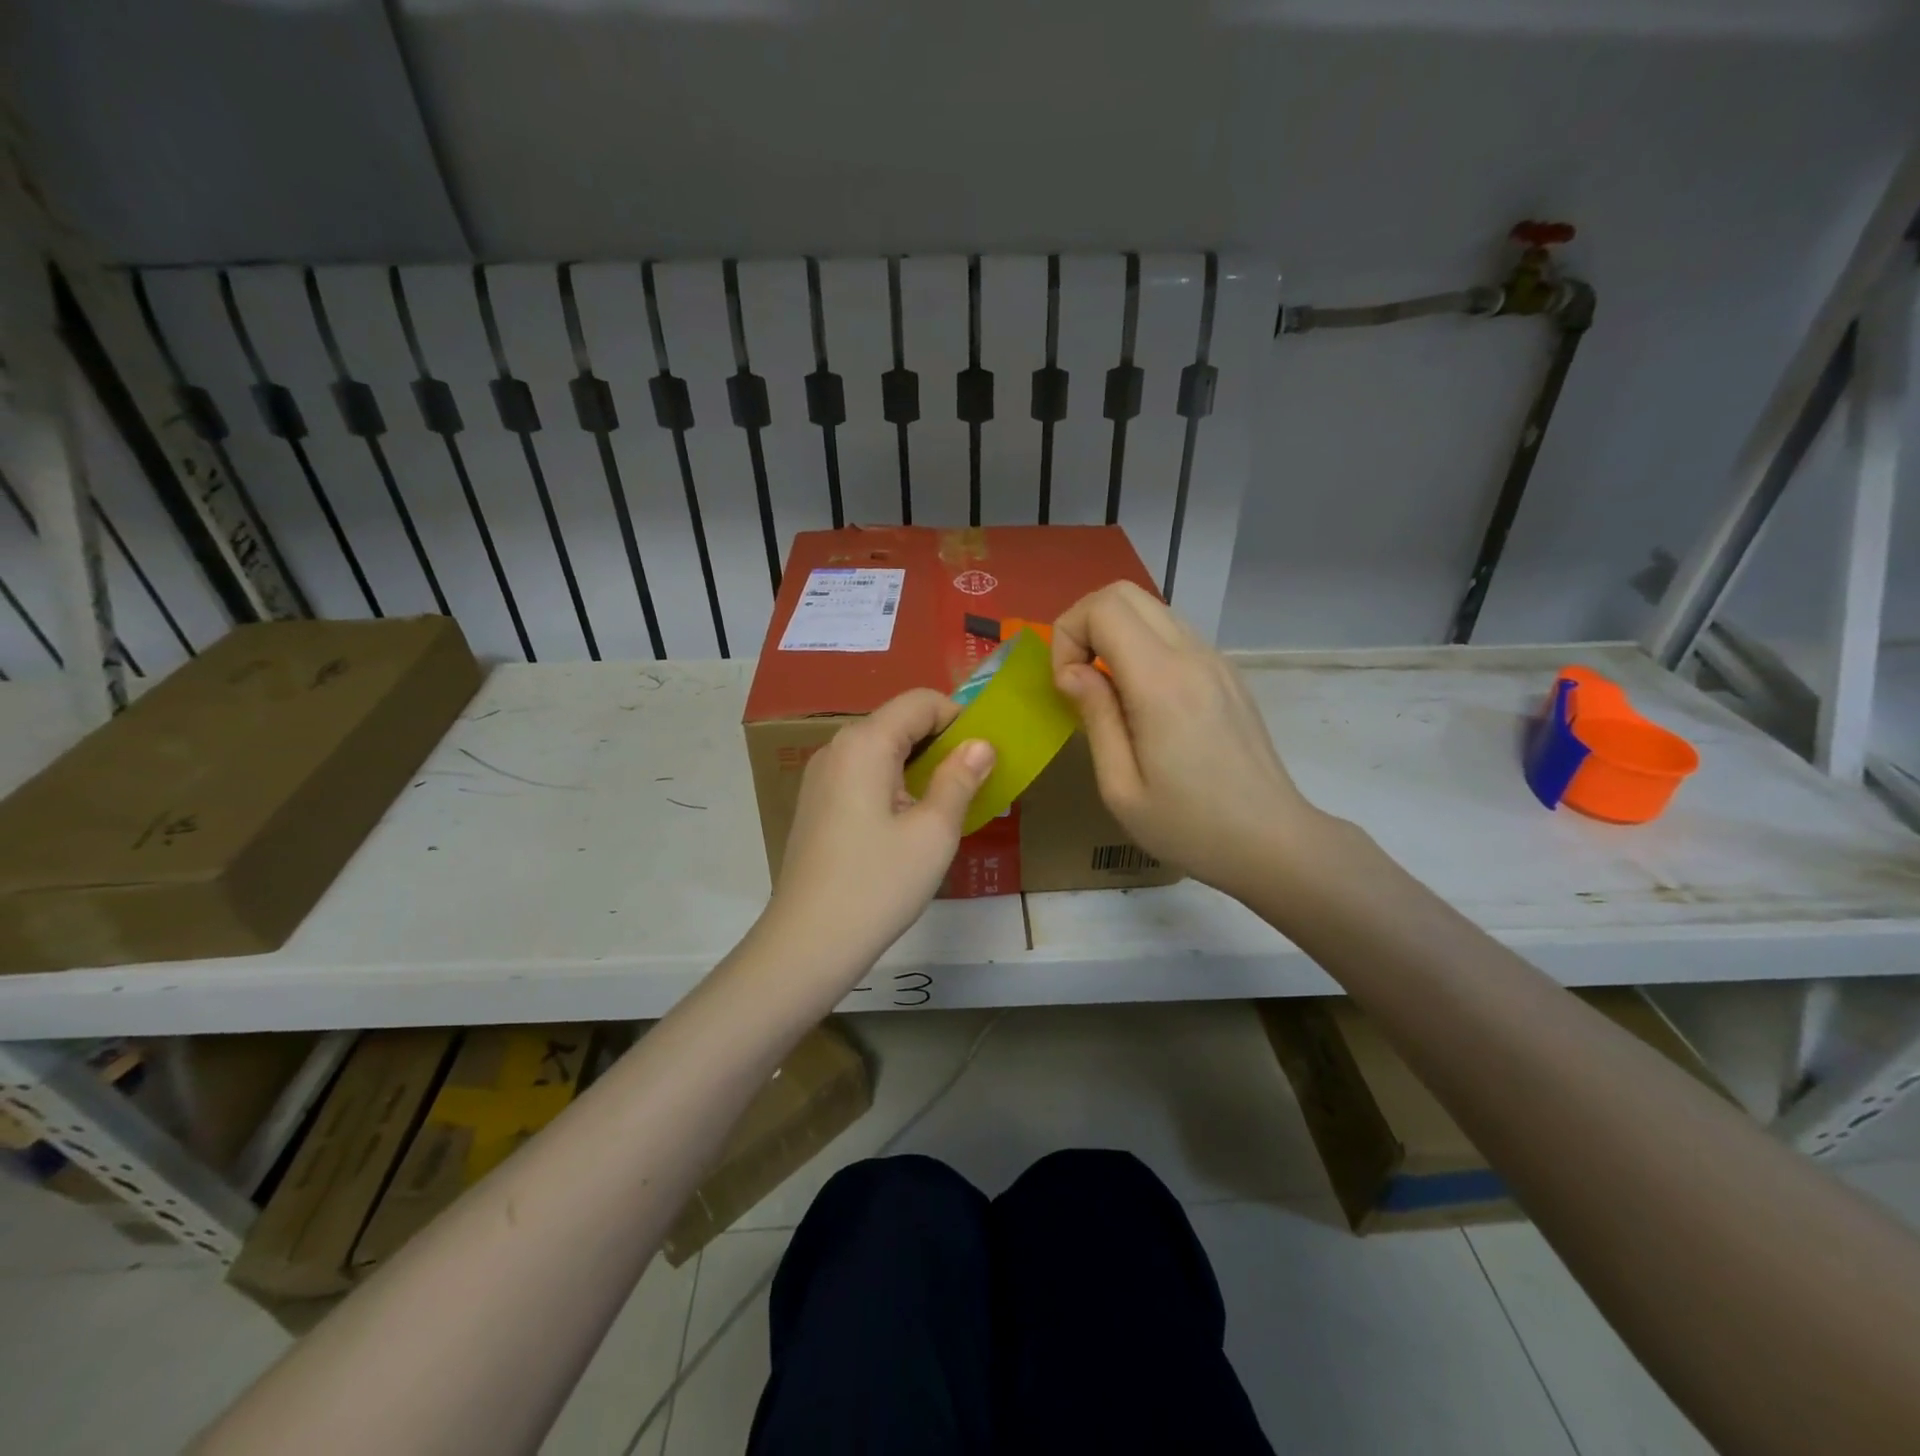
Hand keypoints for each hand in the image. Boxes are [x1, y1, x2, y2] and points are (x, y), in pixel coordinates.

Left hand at [766, 689, 995, 972]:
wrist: (808, 942)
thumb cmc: (878, 884)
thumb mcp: (934, 832)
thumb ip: (960, 779)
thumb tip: (980, 745)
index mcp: (864, 743)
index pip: (920, 702)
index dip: (959, 717)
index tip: (986, 754)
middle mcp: (837, 748)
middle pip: (898, 722)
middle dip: (941, 742)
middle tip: (973, 783)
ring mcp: (820, 776)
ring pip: (880, 750)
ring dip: (919, 765)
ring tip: (946, 806)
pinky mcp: (816, 804)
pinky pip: (862, 775)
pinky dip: (893, 783)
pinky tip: (908, 824)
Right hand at [1051, 583, 1327, 901]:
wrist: (1272, 842)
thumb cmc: (1189, 826)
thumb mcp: (1120, 787)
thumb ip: (1095, 716)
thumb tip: (1073, 672)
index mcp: (1161, 682)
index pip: (1103, 608)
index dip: (1067, 635)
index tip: (1066, 686)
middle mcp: (1192, 655)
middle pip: (1126, 592)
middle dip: (1085, 623)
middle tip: (1076, 676)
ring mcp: (1216, 660)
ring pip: (1152, 608)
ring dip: (1114, 633)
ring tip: (1105, 690)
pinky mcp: (1227, 673)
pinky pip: (1174, 634)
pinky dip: (1142, 646)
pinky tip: (1141, 701)